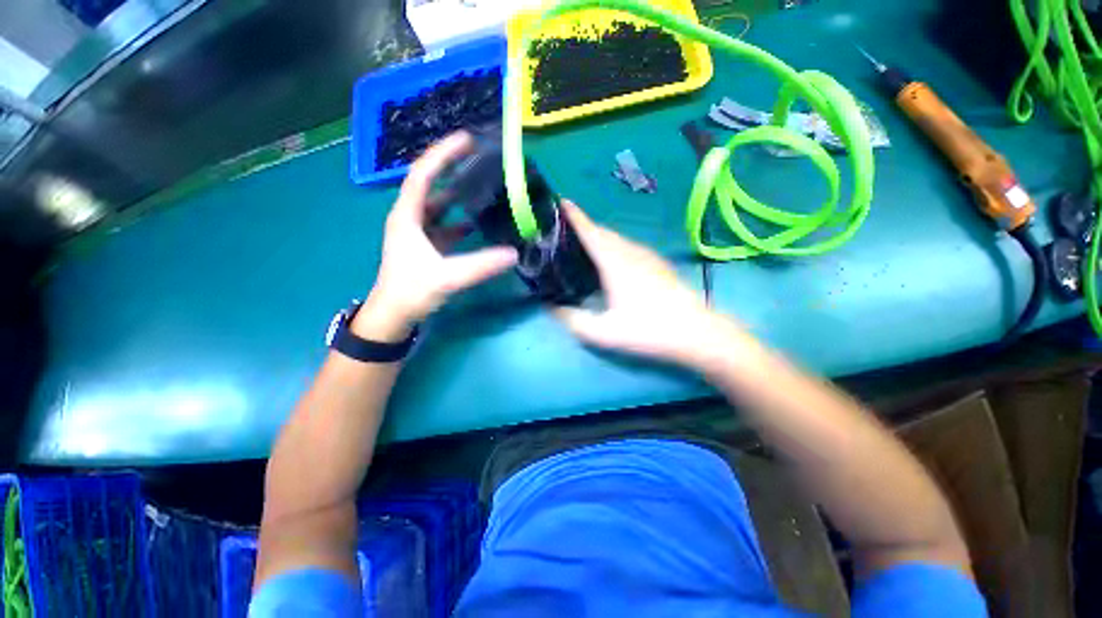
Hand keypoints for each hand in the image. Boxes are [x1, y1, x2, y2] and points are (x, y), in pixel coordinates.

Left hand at [355, 132, 517, 341]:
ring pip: (439, 205)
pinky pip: (444, 225)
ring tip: (481, 185)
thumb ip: (480, 265)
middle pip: (431, 184)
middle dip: (452, 168)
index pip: (424, 174)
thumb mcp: (446, 277)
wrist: (394, 315)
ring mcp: (419, 233)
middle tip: (478, 157)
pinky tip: (477, 222)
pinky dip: (460, 221)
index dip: (444, 154)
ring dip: (458, 194)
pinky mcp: (427, 246)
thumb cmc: (411, 291)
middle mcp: (411, 218)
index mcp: (408, 216)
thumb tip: (513, 253)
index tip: (467, 140)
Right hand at [554, 201, 741, 368]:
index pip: (590, 232)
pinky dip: (613, 247)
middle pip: (603, 232)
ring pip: (617, 239)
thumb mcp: (603, 332)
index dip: (574, 216)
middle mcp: (631, 252)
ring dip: (599, 237)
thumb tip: (551, 308)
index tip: (560, 201)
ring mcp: (647, 257)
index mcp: (615, 263)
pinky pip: (628, 247)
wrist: (696, 332)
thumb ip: (573, 320)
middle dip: (584, 226)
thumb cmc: (648, 330)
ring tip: (583, 246)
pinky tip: (611, 262)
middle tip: (564, 232)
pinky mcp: (657, 264)